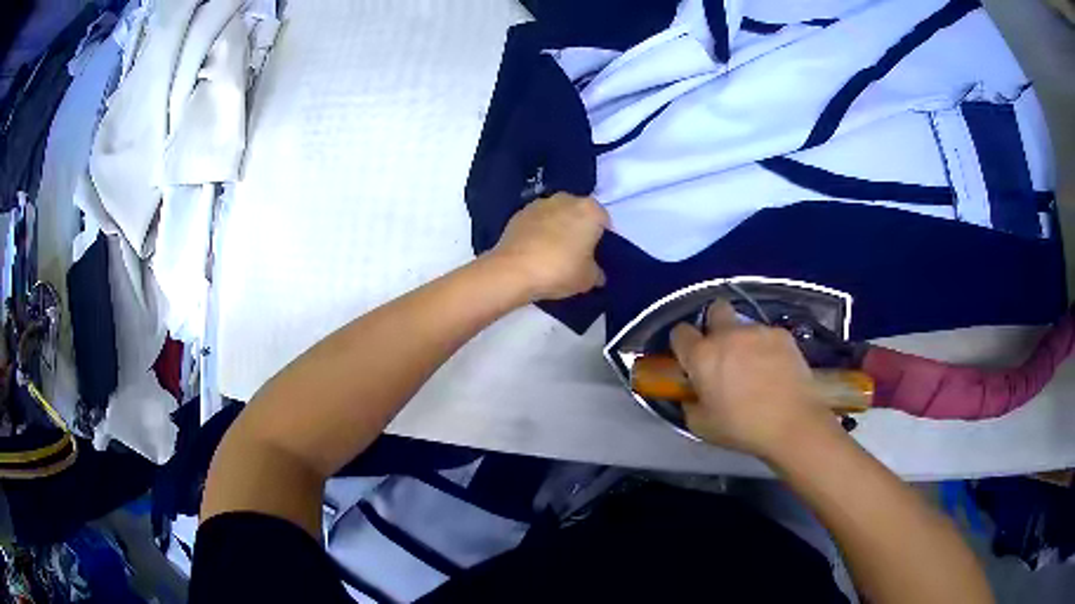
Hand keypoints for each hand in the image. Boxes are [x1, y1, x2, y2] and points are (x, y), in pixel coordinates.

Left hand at [489, 193, 608, 300]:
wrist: (513, 270)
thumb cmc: (560, 270)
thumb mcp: (588, 279)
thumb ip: (597, 273)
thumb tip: (597, 274)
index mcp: (590, 210)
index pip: (604, 221)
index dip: (602, 239)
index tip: (596, 256)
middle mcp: (566, 199)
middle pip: (579, 214)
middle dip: (579, 229)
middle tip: (576, 254)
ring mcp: (540, 203)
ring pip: (556, 216)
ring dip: (557, 228)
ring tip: (553, 254)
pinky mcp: (519, 213)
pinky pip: (537, 222)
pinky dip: (538, 232)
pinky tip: (535, 252)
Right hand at [670, 301, 838, 459]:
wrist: (792, 421)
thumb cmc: (742, 427)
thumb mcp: (702, 426)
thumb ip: (690, 404)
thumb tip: (691, 395)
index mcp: (702, 356)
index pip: (679, 333)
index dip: (682, 345)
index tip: (689, 360)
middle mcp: (727, 334)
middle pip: (714, 309)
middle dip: (714, 324)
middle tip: (722, 351)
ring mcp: (757, 331)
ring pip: (744, 325)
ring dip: (743, 340)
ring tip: (756, 367)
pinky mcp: (782, 334)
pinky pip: (767, 335)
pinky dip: (767, 348)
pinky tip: (776, 369)